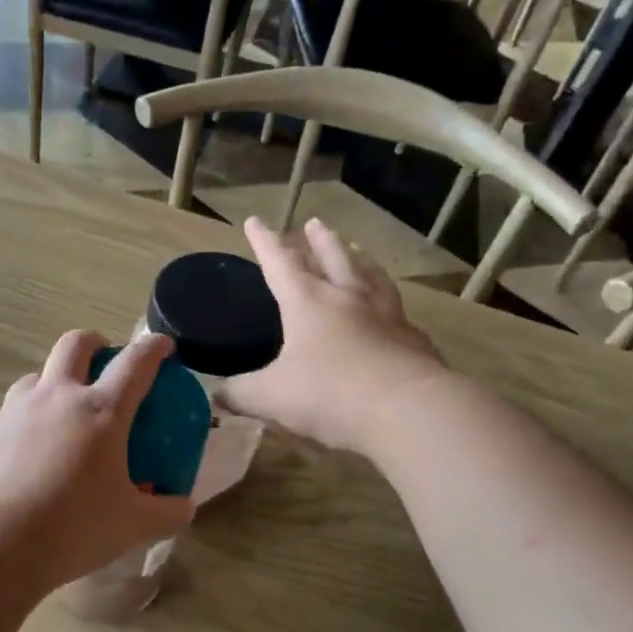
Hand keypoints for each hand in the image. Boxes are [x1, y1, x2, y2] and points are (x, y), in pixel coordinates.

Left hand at [0, 330, 193, 589]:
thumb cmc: (72, 528)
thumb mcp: (133, 527)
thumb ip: (167, 513)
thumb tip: (185, 507)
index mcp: (101, 411)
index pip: (135, 363)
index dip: (153, 348)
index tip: (163, 344)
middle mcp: (58, 397)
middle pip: (75, 345)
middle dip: (94, 342)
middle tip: (104, 357)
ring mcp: (16, 411)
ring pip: (37, 375)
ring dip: (55, 380)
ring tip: (62, 409)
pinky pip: (10, 413)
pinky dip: (26, 420)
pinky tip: (28, 455)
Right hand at [222, 217, 446, 456]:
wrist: (408, 410)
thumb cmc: (330, 394)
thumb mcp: (271, 397)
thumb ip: (241, 393)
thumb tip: (218, 394)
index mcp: (308, 303)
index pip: (280, 263)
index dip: (265, 242)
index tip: (255, 221)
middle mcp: (348, 299)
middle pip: (333, 258)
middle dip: (319, 241)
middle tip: (315, 224)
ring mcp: (386, 315)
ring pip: (370, 276)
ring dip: (359, 258)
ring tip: (356, 248)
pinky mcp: (413, 339)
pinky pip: (398, 311)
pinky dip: (389, 302)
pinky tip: (393, 309)